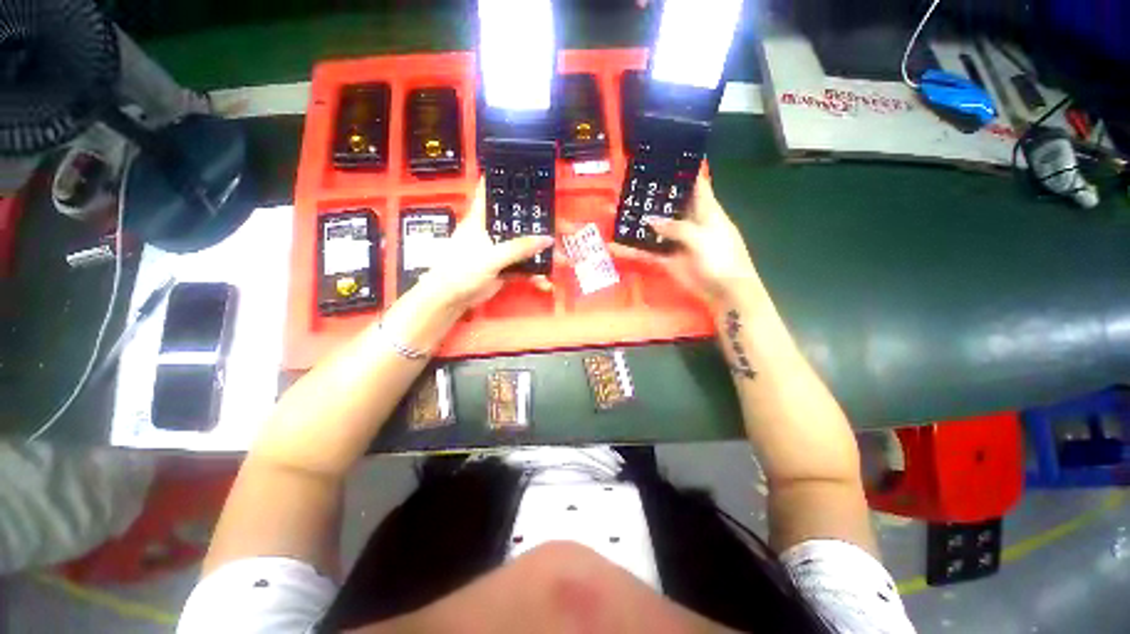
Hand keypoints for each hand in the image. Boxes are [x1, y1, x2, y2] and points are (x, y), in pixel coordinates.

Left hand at [415, 179, 553, 311]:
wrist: (451, 298)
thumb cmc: (462, 269)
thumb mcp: (491, 256)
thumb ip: (518, 248)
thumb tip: (547, 239)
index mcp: (484, 218)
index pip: (494, 191)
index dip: (510, 181)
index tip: (531, 176)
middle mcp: (494, 230)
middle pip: (522, 221)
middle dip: (544, 225)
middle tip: (567, 229)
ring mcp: (501, 249)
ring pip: (527, 245)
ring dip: (545, 253)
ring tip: (563, 261)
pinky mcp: (506, 266)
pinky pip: (526, 266)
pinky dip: (536, 273)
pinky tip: (545, 282)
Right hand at [610, 175, 759, 308]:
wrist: (725, 292)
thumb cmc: (722, 258)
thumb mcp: (702, 238)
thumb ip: (677, 228)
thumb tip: (650, 221)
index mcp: (706, 210)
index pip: (694, 184)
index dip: (681, 172)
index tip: (662, 161)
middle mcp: (689, 222)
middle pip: (669, 205)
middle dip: (651, 197)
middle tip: (627, 188)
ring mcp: (676, 241)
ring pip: (654, 228)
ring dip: (637, 223)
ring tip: (615, 213)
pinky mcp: (667, 259)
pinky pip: (647, 252)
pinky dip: (632, 250)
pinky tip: (615, 246)